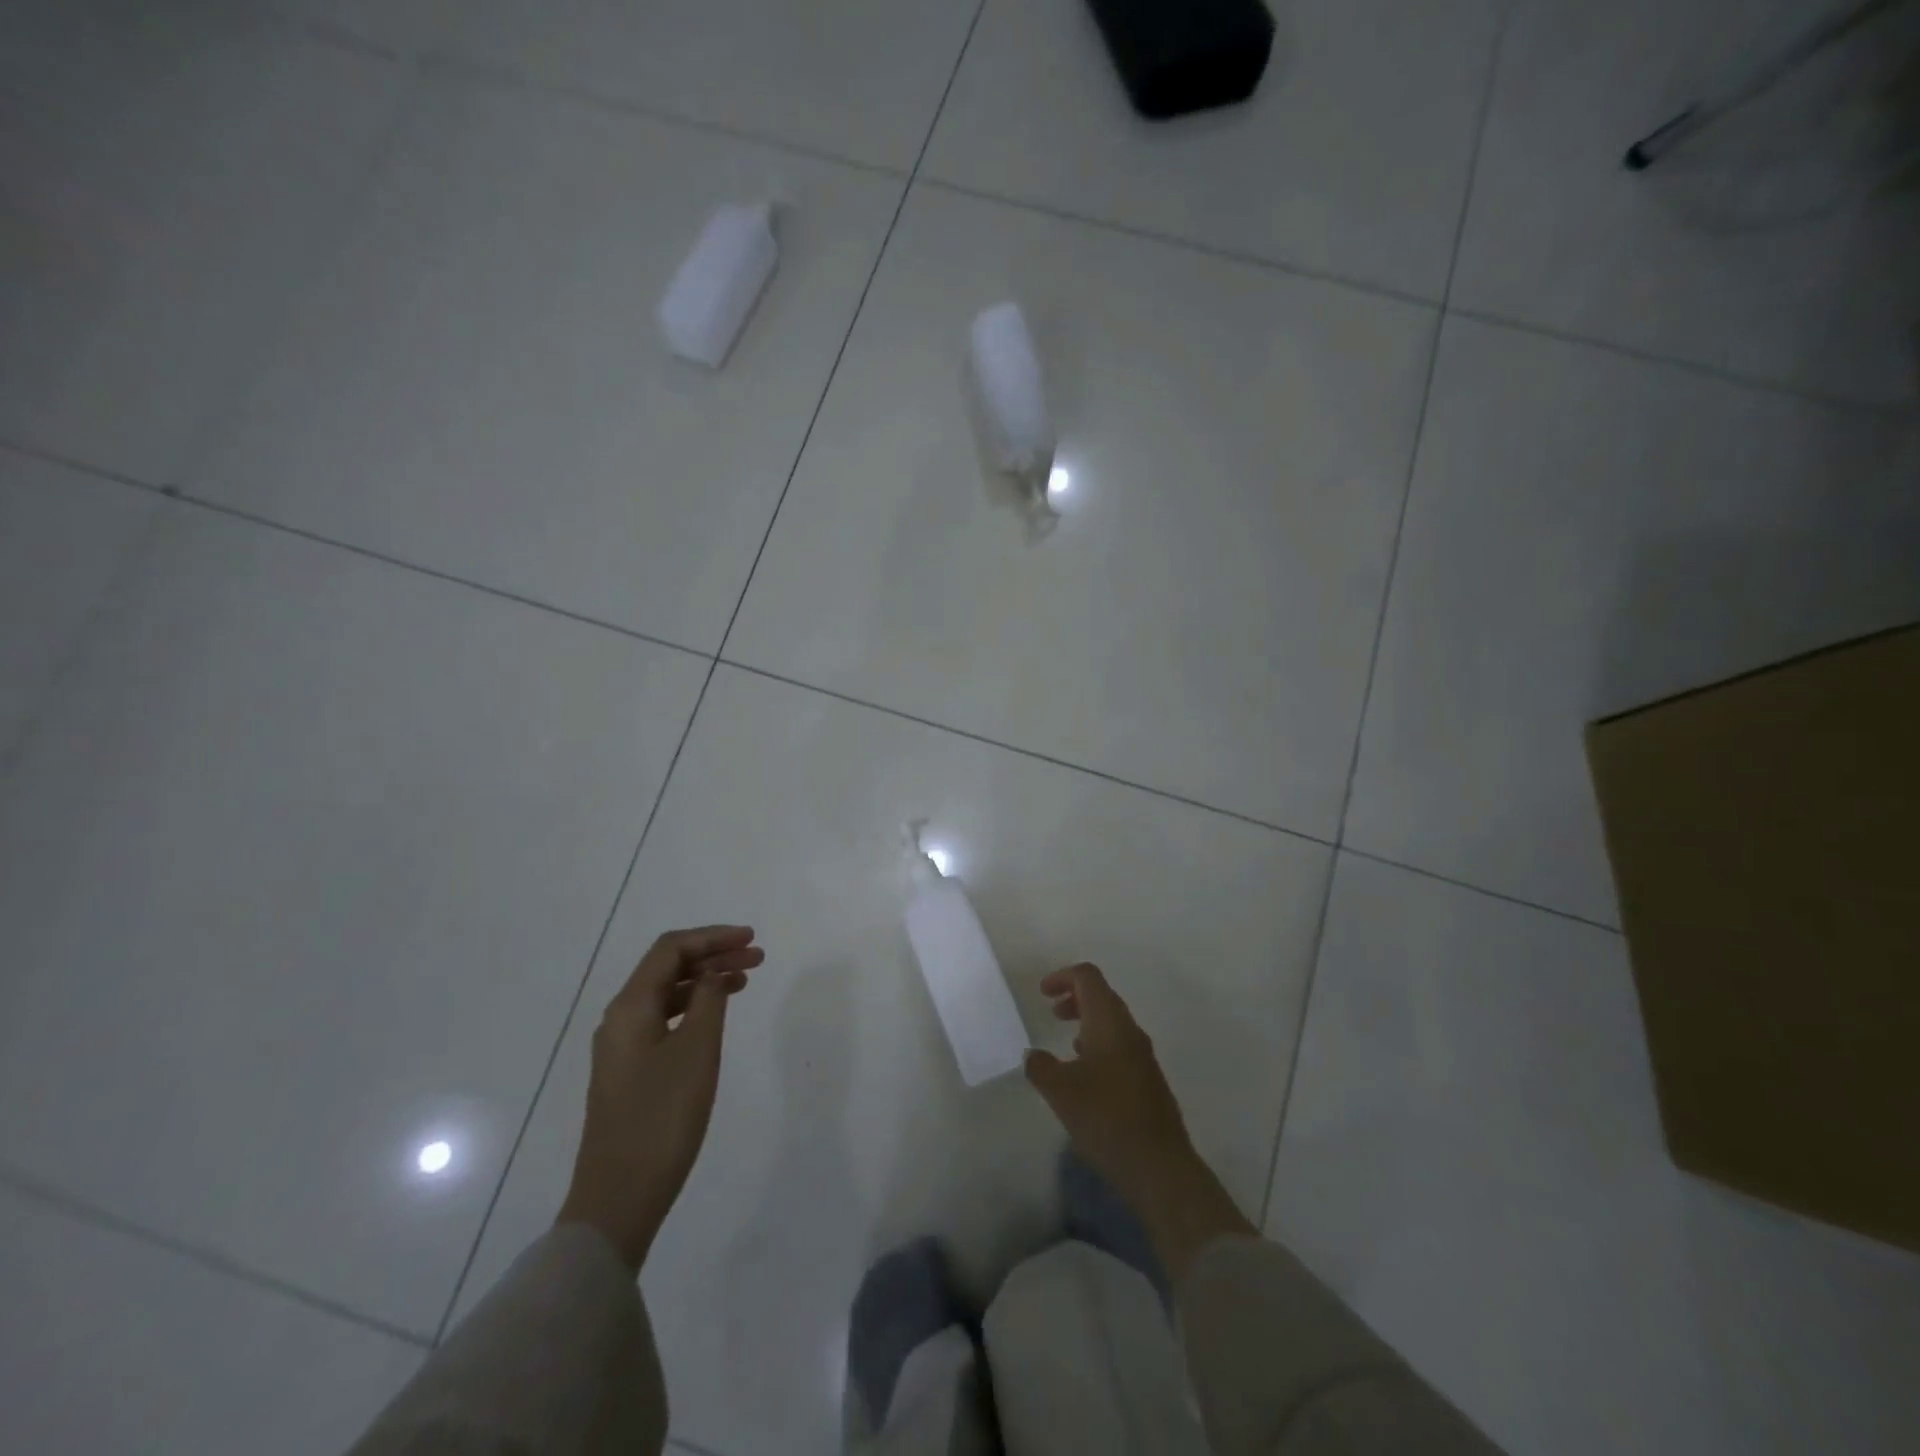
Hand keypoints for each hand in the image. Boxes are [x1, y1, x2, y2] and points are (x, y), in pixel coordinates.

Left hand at [556, 925, 764, 1269]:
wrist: (619, 1198)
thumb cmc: (662, 1117)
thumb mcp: (697, 1050)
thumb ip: (708, 1000)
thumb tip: (713, 972)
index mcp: (630, 1007)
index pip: (671, 950)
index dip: (712, 937)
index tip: (751, 938)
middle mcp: (620, 1019)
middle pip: (668, 968)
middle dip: (712, 956)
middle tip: (758, 957)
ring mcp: (622, 1047)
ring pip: (668, 994)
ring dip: (705, 981)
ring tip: (745, 980)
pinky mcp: (630, 1071)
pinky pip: (665, 1020)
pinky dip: (694, 1007)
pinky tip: (716, 1016)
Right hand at [1026, 962, 1254, 1281]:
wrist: (1158, 1165)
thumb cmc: (1105, 1117)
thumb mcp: (1060, 1091)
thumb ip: (1040, 1066)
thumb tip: (1033, 1055)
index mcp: (1109, 1022)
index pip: (1088, 977)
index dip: (1063, 976)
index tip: (1042, 993)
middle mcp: (1129, 1030)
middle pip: (1102, 995)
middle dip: (1075, 996)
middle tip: (1052, 1011)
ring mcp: (1143, 1055)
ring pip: (1112, 1021)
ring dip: (1087, 1021)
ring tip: (1066, 1042)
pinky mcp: (1148, 1079)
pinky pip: (1120, 1045)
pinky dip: (1099, 1043)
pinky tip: (1086, 1072)